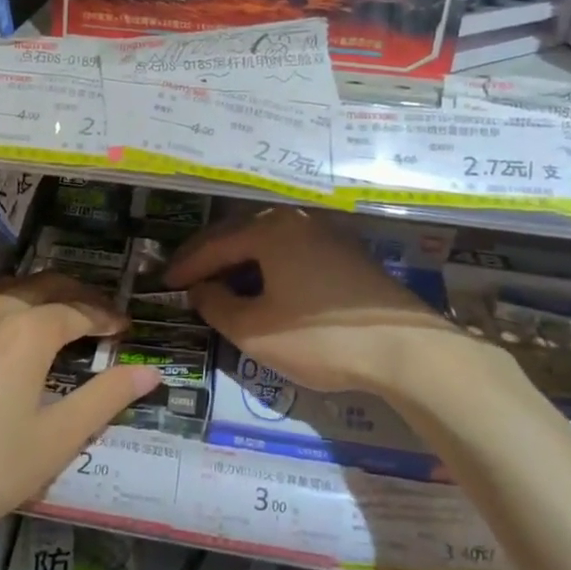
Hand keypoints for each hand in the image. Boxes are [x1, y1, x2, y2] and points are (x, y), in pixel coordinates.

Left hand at [0, 274, 158, 555]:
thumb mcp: (54, 441)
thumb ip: (105, 399)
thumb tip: (151, 372)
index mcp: (28, 330)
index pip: (79, 310)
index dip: (106, 317)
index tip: (125, 328)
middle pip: (45, 286)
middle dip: (78, 295)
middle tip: (99, 316)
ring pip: (9, 290)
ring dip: (40, 296)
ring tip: (57, 318)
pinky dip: (6, 309)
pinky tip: (3, 337)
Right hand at [165, 207, 453, 395]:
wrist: (406, 349)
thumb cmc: (321, 338)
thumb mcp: (256, 331)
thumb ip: (218, 307)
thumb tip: (201, 290)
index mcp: (270, 230)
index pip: (215, 244)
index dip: (187, 265)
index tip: (164, 283)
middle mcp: (296, 220)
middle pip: (240, 233)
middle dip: (210, 256)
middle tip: (184, 276)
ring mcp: (325, 233)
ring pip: (268, 241)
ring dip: (239, 260)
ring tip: (218, 281)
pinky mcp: (345, 253)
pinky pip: (291, 251)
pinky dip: (267, 265)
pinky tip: (262, 285)